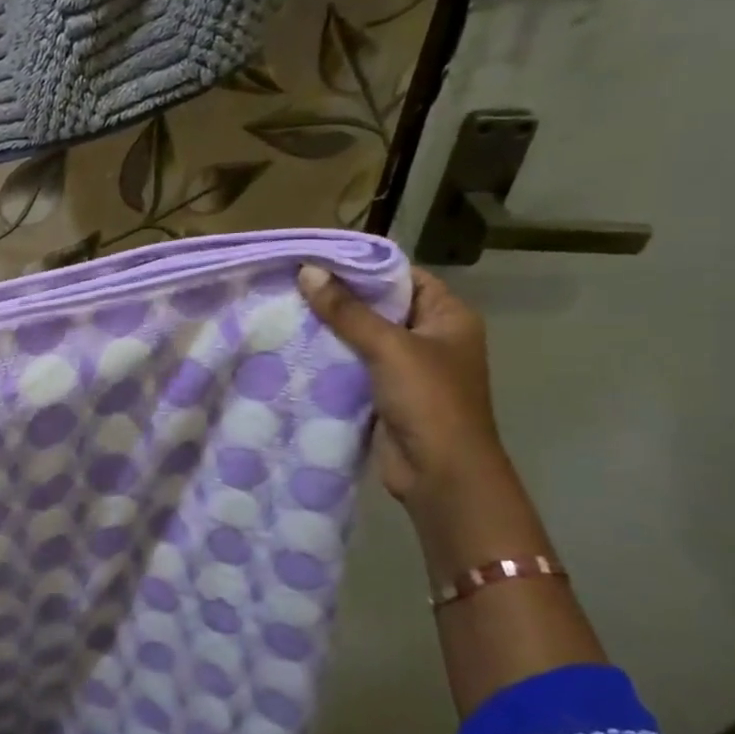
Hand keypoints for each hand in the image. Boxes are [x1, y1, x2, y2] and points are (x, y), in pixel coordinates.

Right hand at [297, 265, 503, 505]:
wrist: (440, 475)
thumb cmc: (428, 401)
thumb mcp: (388, 347)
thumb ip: (346, 310)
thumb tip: (307, 271)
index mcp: (448, 316)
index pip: (402, 276)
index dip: (363, 266)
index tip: (317, 258)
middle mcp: (431, 336)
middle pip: (379, 305)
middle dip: (339, 297)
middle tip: (293, 283)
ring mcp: (408, 367)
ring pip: (363, 337)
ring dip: (330, 328)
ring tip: (286, 309)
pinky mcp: (385, 393)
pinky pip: (354, 365)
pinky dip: (330, 357)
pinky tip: (296, 347)